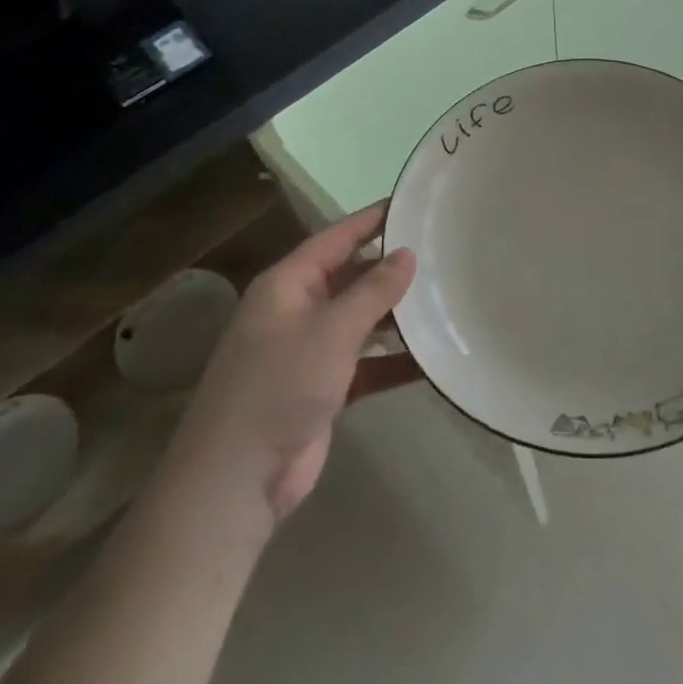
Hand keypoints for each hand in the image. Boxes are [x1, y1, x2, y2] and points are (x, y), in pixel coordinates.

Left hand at [198, 204, 414, 521]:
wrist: (237, 479)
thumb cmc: (280, 386)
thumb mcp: (331, 330)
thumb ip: (373, 290)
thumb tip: (407, 253)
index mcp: (287, 284)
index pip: (336, 238)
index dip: (372, 220)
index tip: (412, 204)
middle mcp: (297, 310)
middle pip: (351, 277)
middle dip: (391, 269)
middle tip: (442, 253)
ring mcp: (308, 350)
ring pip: (361, 320)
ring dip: (396, 316)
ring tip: (445, 299)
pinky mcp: (322, 388)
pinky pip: (365, 362)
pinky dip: (392, 360)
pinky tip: (431, 359)